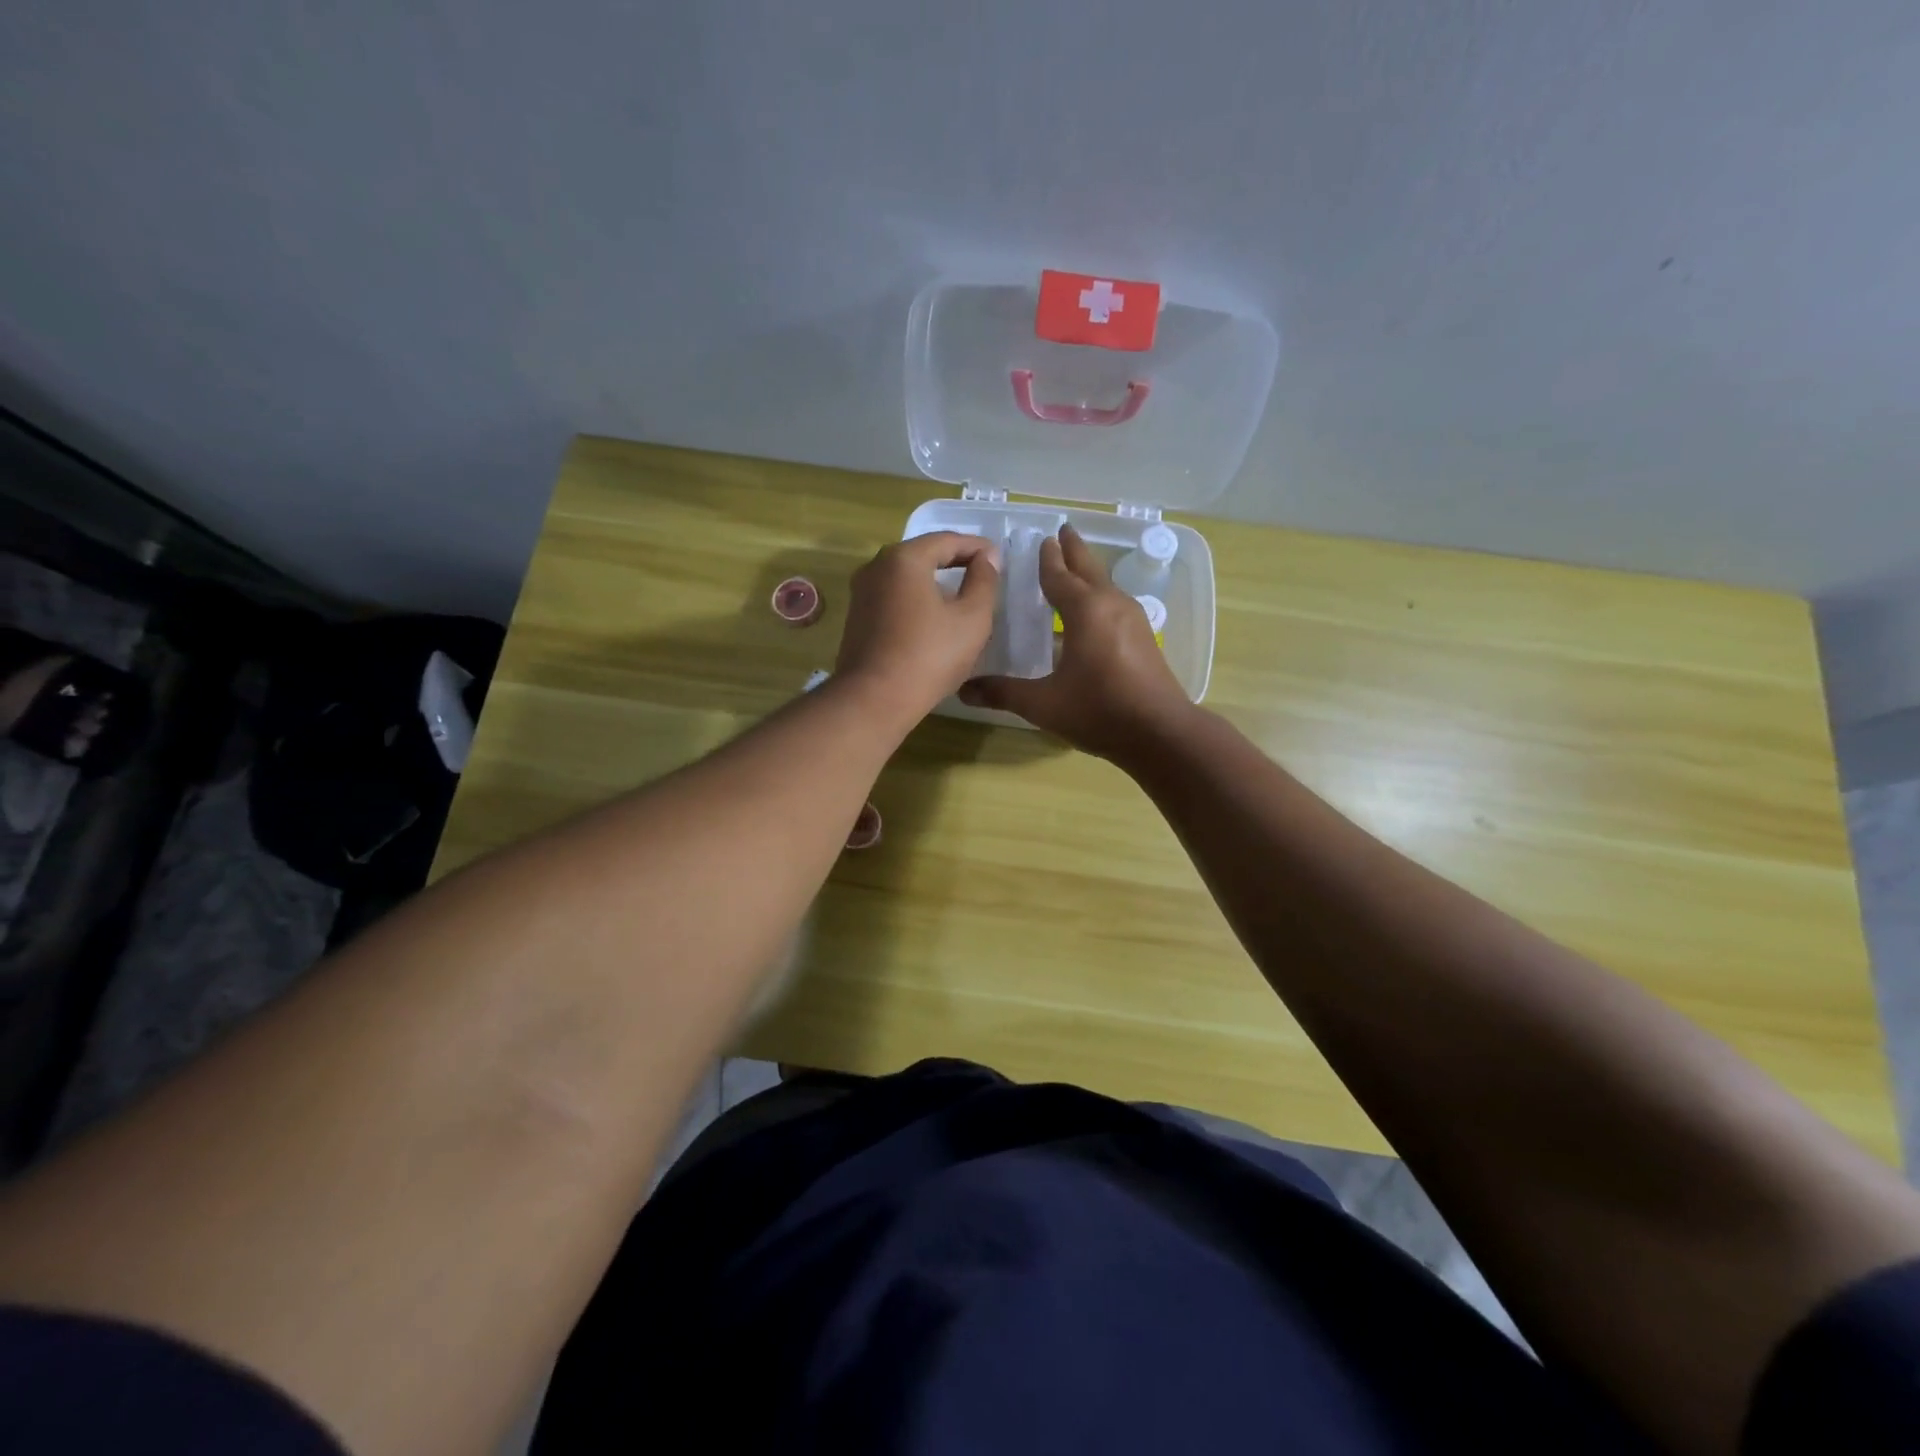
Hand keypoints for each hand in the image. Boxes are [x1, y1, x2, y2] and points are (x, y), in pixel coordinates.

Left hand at [834, 532, 1000, 726]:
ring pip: (906, 577)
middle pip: (923, 554)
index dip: (977, 547)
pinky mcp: (857, 618)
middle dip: (954, 561)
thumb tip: (987, 558)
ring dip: (934, 581)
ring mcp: (861, 593)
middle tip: (982, 572)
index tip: (998, 558)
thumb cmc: (929, 656)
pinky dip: (916, 599)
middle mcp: (876, 567)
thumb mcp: (972, 619)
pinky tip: (932, 617)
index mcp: (904, 558)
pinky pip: (893, 597)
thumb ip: (984, 581)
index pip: (947, 540)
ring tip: (961, 595)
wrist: (874, 700)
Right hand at [960, 523, 1193, 760]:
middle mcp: (1111, 605)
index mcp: (1085, 611)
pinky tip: (1095, 610)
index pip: (1060, 576)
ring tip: (1076, 566)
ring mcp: (1133, 620)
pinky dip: (1100, 595)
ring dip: (1089, 572)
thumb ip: (1003, 693)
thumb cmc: (1098, 710)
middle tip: (1064, 530)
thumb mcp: (1043, 704)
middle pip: (1089, 569)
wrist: (1160, 733)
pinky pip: (1116, 603)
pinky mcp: (1144, 638)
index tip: (1043, 539)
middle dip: (1074, 550)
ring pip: (1106, 585)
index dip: (1048, 559)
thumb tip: (963, 690)